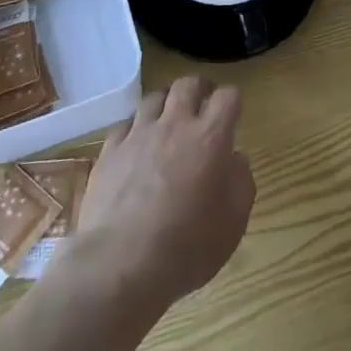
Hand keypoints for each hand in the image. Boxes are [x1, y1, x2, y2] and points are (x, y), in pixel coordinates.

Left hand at [73, 76, 255, 310]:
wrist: (120, 265)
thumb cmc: (187, 248)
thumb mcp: (234, 223)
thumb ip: (241, 181)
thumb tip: (235, 159)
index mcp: (210, 138)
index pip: (228, 96)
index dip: (232, 102)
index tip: (232, 116)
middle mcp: (175, 125)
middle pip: (188, 84)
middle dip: (199, 90)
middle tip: (203, 107)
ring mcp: (138, 134)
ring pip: (154, 97)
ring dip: (166, 104)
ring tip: (168, 121)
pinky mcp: (109, 150)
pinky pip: (125, 124)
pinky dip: (135, 128)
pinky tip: (137, 145)